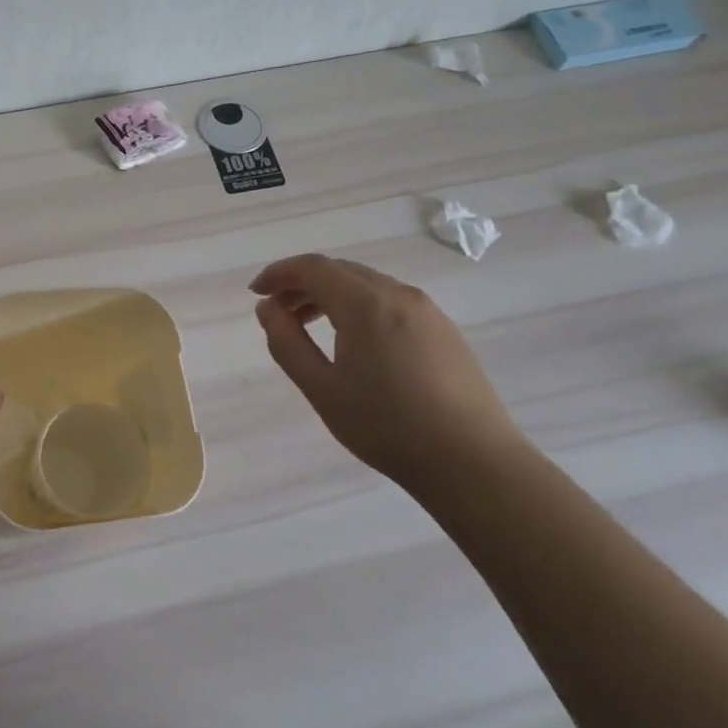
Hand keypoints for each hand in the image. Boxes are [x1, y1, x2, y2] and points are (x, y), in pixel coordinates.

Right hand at [249, 254, 526, 487]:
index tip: (256, 292)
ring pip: (367, 285)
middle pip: (340, 271)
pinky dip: (359, 306)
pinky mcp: (444, 329)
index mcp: (365, 304)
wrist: (471, 460)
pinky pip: (390, 301)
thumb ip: (287, 343)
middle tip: (277, 311)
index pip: (313, 267)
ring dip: (331, 295)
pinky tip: (353, 340)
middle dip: (302, 283)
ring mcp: (427, 310)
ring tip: (309, 325)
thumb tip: (268, 309)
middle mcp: (398, 294)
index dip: (278, 273)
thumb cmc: (386, 426)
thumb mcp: (322, 389)